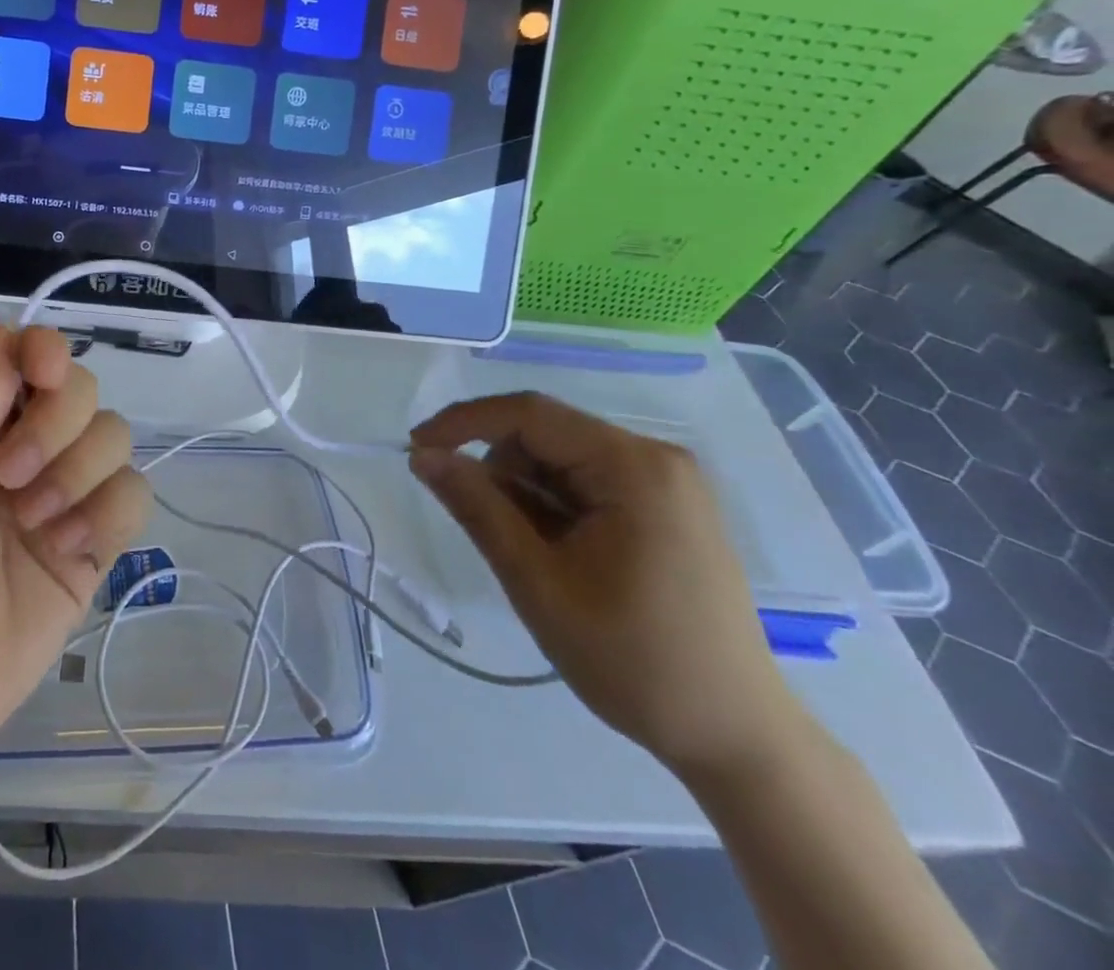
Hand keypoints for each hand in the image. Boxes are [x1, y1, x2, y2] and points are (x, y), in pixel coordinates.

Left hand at [0, 322, 148, 788]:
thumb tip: (0, 329)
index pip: (33, 362)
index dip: (47, 351)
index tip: (41, 370)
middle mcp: (28, 454)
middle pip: (85, 392)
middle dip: (56, 423)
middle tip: (7, 476)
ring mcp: (64, 502)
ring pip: (116, 438)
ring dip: (78, 471)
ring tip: (31, 523)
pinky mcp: (93, 553)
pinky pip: (134, 499)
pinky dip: (107, 510)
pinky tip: (65, 547)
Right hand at [409, 393, 797, 778]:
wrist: (735, 738)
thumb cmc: (633, 661)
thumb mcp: (537, 582)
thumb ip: (477, 507)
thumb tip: (423, 455)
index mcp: (633, 467)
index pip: (529, 413)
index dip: (463, 422)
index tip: (415, 449)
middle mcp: (656, 458)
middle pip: (547, 434)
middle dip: (501, 471)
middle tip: (484, 530)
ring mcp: (667, 483)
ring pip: (563, 459)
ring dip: (527, 493)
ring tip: (532, 557)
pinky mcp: (668, 507)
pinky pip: (588, 481)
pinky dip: (555, 506)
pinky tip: (559, 555)